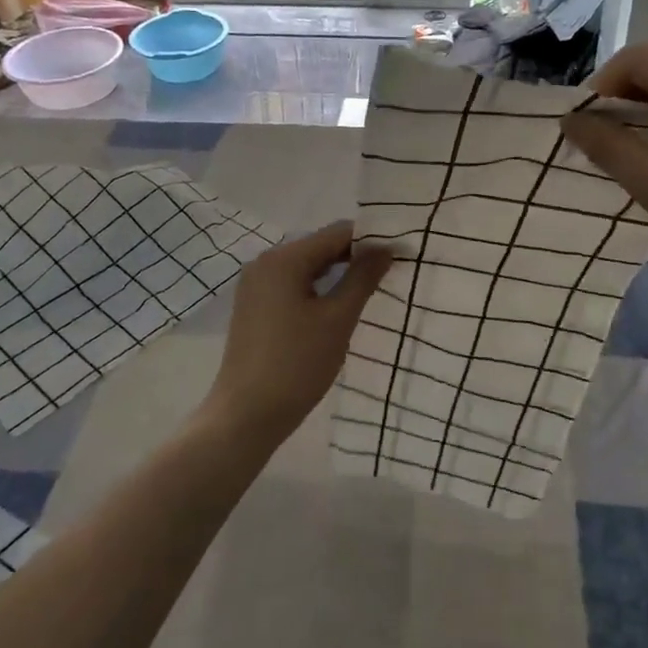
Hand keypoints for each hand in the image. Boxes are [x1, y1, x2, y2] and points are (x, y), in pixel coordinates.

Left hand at [204, 221, 392, 448]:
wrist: (247, 415)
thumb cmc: (297, 364)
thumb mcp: (338, 319)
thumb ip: (363, 278)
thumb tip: (385, 247)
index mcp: (284, 259)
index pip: (337, 233)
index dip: (371, 240)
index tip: (400, 254)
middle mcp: (264, 262)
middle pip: (319, 246)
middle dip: (354, 256)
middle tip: (389, 273)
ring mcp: (255, 285)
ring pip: (306, 267)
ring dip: (337, 274)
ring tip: (369, 289)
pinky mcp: (253, 306)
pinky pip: (292, 285)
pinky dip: (317, 289)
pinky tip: (336, 307)